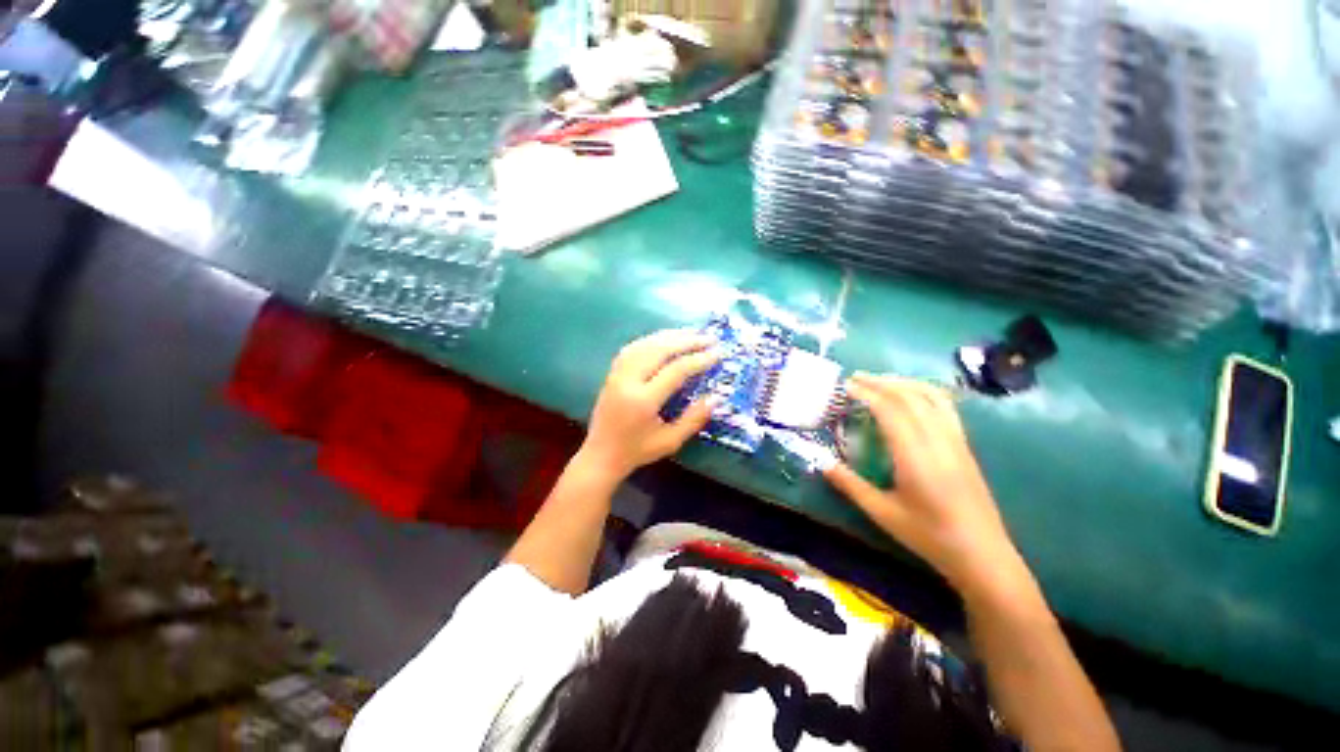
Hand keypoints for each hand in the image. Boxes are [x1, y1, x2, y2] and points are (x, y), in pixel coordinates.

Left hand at [579, 329, 720, 481]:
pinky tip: (666, 339)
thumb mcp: (670, 441)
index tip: (718, 353)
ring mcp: (617, 374)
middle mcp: (628, 381)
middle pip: (659, 350)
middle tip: (709, 337)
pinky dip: (652, 340)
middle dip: (687, 341)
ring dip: (670, 336)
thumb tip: (716, 397)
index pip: (675, 370)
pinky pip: (633, 348)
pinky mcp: (612, 372)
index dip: (699, 359)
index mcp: (643, 401)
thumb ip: (693, 419)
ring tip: (692, 333)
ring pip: (645, 344)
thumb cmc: (637, 451)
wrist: (601, 455)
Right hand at [824, 373, 1024, 598]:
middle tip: (855, 378)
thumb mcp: (882, 513)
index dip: (867, 393)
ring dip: (903, 382)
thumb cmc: (929, 536)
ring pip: (931, 397)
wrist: (982, 554)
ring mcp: (956, 441)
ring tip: (880, 381)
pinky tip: (911, 396)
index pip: (890, 411)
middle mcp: (938, 441)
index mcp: (916, 457)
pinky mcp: (964, 445)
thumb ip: (850, 485)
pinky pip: (945, 407)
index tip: (846, 386)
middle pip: (910, 397)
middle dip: (881, 382)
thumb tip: (821, 462)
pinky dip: (924, 391)